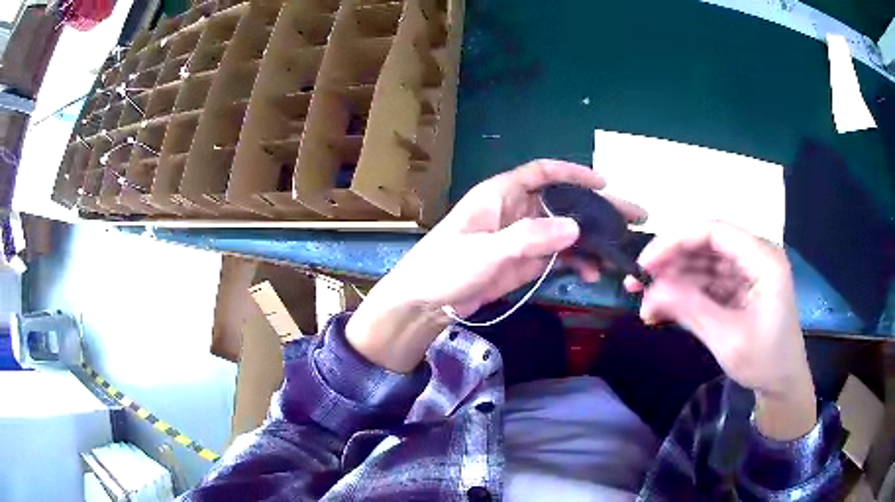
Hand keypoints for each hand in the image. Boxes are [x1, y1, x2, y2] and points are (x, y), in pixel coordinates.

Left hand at [347, 159, 645, 371]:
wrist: (424, 303)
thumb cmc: (444, 267)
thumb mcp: (485, 251)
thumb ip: (528, 239)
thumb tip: (575, 227)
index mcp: (502, 195)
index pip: (543, 173)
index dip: (574, 174)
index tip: (605, 183)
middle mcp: (516, 210)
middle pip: (563, 203)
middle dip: (597, 209)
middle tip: (633, 217)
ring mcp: (522, 237)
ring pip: (565, 230)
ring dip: (591, 239)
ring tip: (620, 250)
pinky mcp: (524, 262)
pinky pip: (557, 256)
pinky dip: (576, 261)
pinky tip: (593, 271)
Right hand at [625, 221, 816, 439]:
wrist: (782, 385)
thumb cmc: (765, 362)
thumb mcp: (728, 339)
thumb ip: (692, 309)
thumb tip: (651, 291)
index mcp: (762, 259)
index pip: (713, 231)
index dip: (675, 241)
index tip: (645, 264)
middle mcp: (755, 256)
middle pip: (705, 245)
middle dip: (670, 263)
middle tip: (637, 286)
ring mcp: (747, 272)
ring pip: (703, 264)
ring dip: (674, 282)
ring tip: (647, 305)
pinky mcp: (739, 289)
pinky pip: (707, 283)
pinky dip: (685, 295)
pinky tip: (664, 310)